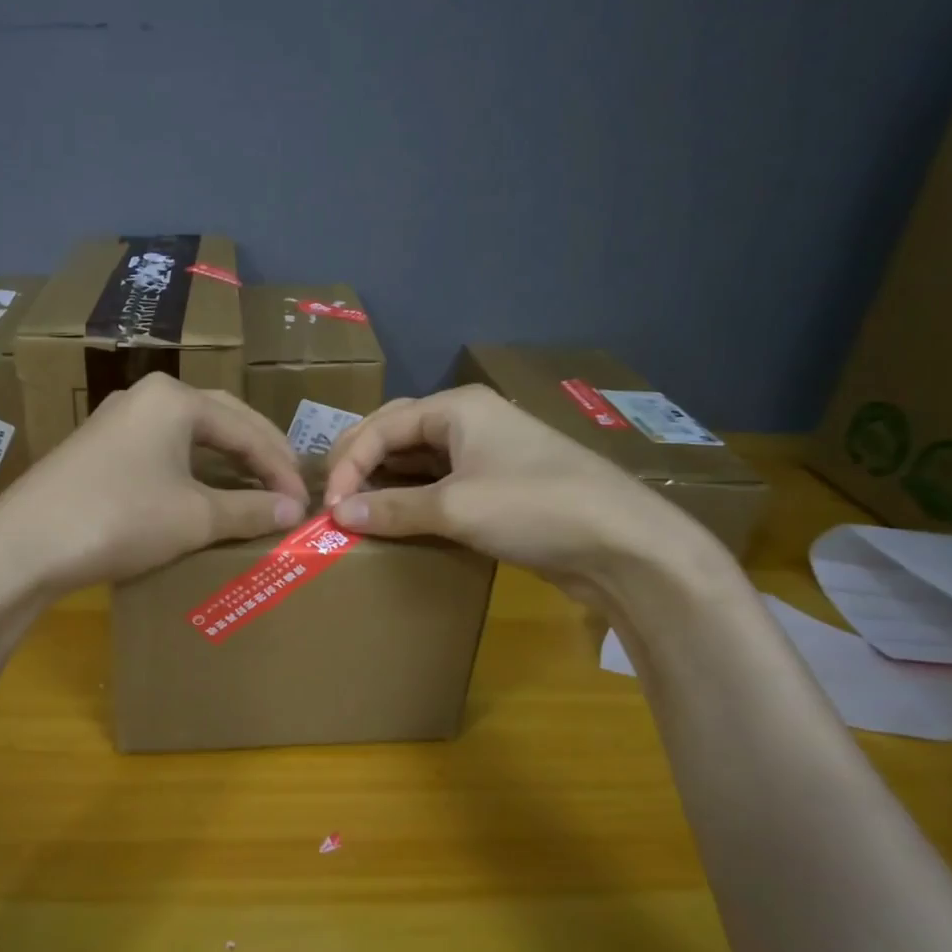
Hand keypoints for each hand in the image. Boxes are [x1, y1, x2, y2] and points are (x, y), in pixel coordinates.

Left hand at [0, 374, 308, 600]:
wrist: (23, 547)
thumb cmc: (120, 519)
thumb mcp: (194, 517)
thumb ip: (250, 509)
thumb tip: (293, 511)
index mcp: (175, 398)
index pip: (247, 429)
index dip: (281, 467)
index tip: (304, 503)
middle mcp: (147, 396)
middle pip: (222, 420)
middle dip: (260, 452)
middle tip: (288, 485)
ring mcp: (118, 420)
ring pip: (191, 434)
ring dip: (228, 460)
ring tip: (256, 487)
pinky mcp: (100, 448)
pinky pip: (164, 450)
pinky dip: (195, 469)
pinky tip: (205, 491)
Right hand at [321, 385, 725, 601]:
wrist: (622, 543)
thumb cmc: (534, 507)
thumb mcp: (456, 508)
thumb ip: (392, 509)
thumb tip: (338, 514)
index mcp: (456, 407)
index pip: (381, 425)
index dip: (348, 463)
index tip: (330, 507)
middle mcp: (468, 421)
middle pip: (396, 434)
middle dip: (361, 464)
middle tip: (333, 500)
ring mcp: (486, 453)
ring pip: (417, 460)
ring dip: (385, 483)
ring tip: (355, 511)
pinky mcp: (497, 486)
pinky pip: (440, 484)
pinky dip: (413, 499)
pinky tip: (396, 520)